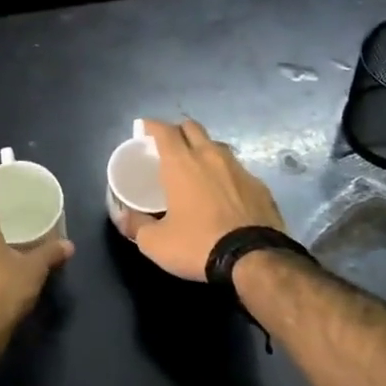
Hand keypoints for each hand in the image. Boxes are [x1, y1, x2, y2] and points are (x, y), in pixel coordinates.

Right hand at [123, 119, 285, 281]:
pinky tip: (224, 194)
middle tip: (169, 148)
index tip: (143, 130)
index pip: (164, 130)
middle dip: (178, 132)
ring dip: (204, 151)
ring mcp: (238, 168)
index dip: (151, 126)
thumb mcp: (156, 243)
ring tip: (197, 170)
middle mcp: (210, 156)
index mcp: (181, 163)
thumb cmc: (198, 245)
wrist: (255, 259)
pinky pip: (238, 170)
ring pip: (217, 146)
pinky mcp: (260, 185)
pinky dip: (226, 175)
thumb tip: (125, 217)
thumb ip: (136, 225)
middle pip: (192, 127)